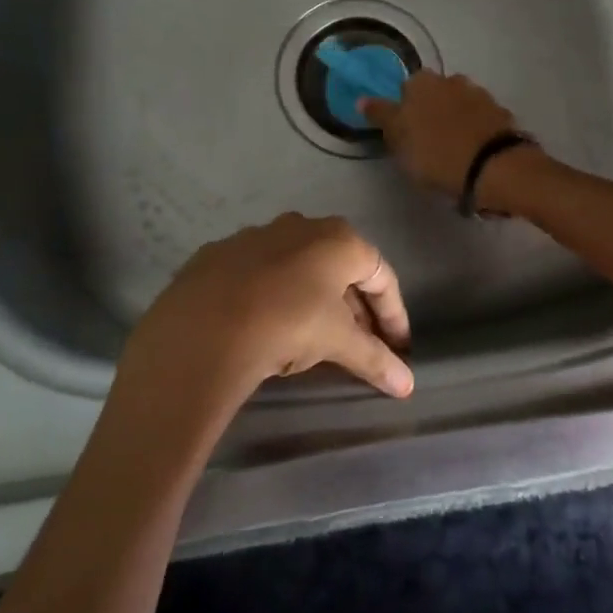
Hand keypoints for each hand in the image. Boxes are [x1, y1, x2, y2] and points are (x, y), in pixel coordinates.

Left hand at [116, 214, 412, 420]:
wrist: (204, 326)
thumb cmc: (289, 323)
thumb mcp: (337, 342)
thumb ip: (375, 358)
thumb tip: (408, 386)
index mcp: (339, 239)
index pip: (381, 276)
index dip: (394, 313)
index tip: (399, 346)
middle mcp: (301, 226)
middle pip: (341, 269)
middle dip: (355, 308)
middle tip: (361, 344)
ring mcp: (257, 235)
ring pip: (299, 268)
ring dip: (314, 299)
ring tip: (315, 337)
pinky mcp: (220, 253)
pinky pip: (259, 274)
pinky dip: (272, 295)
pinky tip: (266, 324)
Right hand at [361, 71, 519, 197]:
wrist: (493, 167)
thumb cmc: (435, 154)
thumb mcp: (398, 140)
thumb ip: (381, 116)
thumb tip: (362, 99)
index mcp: (421, 83)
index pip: (404, 89)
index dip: (403, 110)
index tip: (404, 133)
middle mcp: (451, 80)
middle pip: (434, 93)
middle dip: (430, 110)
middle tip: (428, 140)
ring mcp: (479, 95)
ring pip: (458, 103)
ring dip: (454, 118)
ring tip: (453, 147)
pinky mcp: (501, 113)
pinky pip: (480, 118)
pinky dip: (475, 129)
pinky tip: (473, 149)